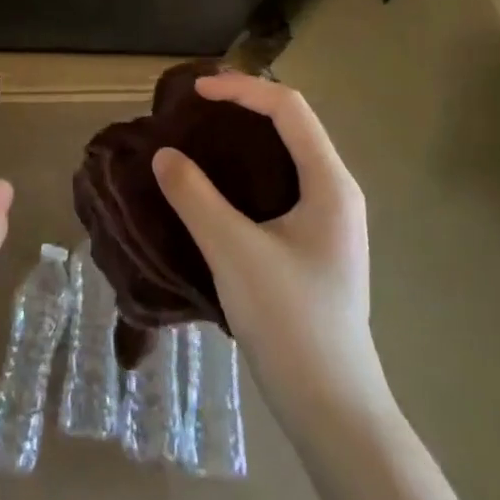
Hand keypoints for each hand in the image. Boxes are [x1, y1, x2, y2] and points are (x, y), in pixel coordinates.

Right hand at [152, 72, 385, 422]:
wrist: (334, 411)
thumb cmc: (290, 323)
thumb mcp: (234, 253)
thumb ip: (195, 197)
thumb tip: (163, 154)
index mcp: (330, 183)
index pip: (288, 107)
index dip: (240, 88)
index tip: (194, 93)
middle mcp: (336, 191)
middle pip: (291, 123)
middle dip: (243, 105)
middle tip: (193, 108)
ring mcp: (329, 219)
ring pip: (286, 153)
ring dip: (245, 136)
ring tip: (200, 136)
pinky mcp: (315, 242)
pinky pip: (281, 182)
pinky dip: (248, 167)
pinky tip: (217, 184)